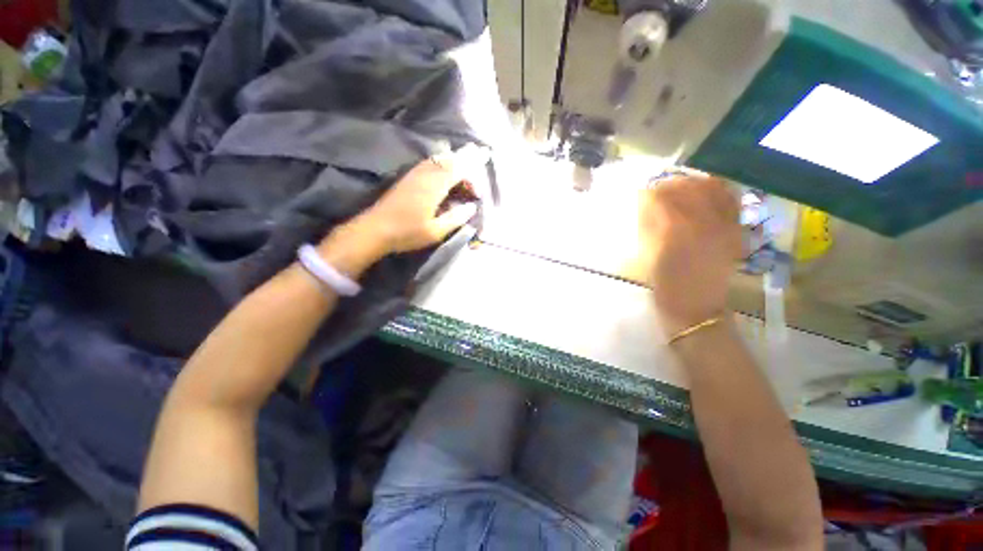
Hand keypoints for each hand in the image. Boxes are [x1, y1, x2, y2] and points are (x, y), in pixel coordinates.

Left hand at [356, 149, 482, 253]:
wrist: (375, 229)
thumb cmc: (407, 233)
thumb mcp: (435, 231)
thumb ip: (455, 218)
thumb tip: (472, 207)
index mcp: (434, 187)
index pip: (458, 169)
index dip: (473, 163)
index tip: (485, 158)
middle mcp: (425, 175)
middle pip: (448, 159)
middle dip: (465, 155)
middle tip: (480, 151)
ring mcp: (414, 175)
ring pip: (438, 159)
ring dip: (454, 157)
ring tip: (466, 156)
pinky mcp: (408, 178)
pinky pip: (429, 163)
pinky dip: (441, 160)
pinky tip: (444, 164)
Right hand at [639, 175, 740, 336]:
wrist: (696, 310)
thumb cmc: (664, 287)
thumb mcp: (647, 258)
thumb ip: (647, 228)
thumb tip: (645, 205)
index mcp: (676, 231)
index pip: (662, 197)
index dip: (649, 193)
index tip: (640, 195)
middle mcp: (704, 222)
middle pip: (688, 187)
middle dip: (670, 185)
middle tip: (657, 191)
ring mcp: (724, 226)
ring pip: (711, 189)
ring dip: (693, 184)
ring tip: (679, 190)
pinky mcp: (734, 232)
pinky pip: (729, 201)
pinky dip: (716, 192)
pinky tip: (704, 195)